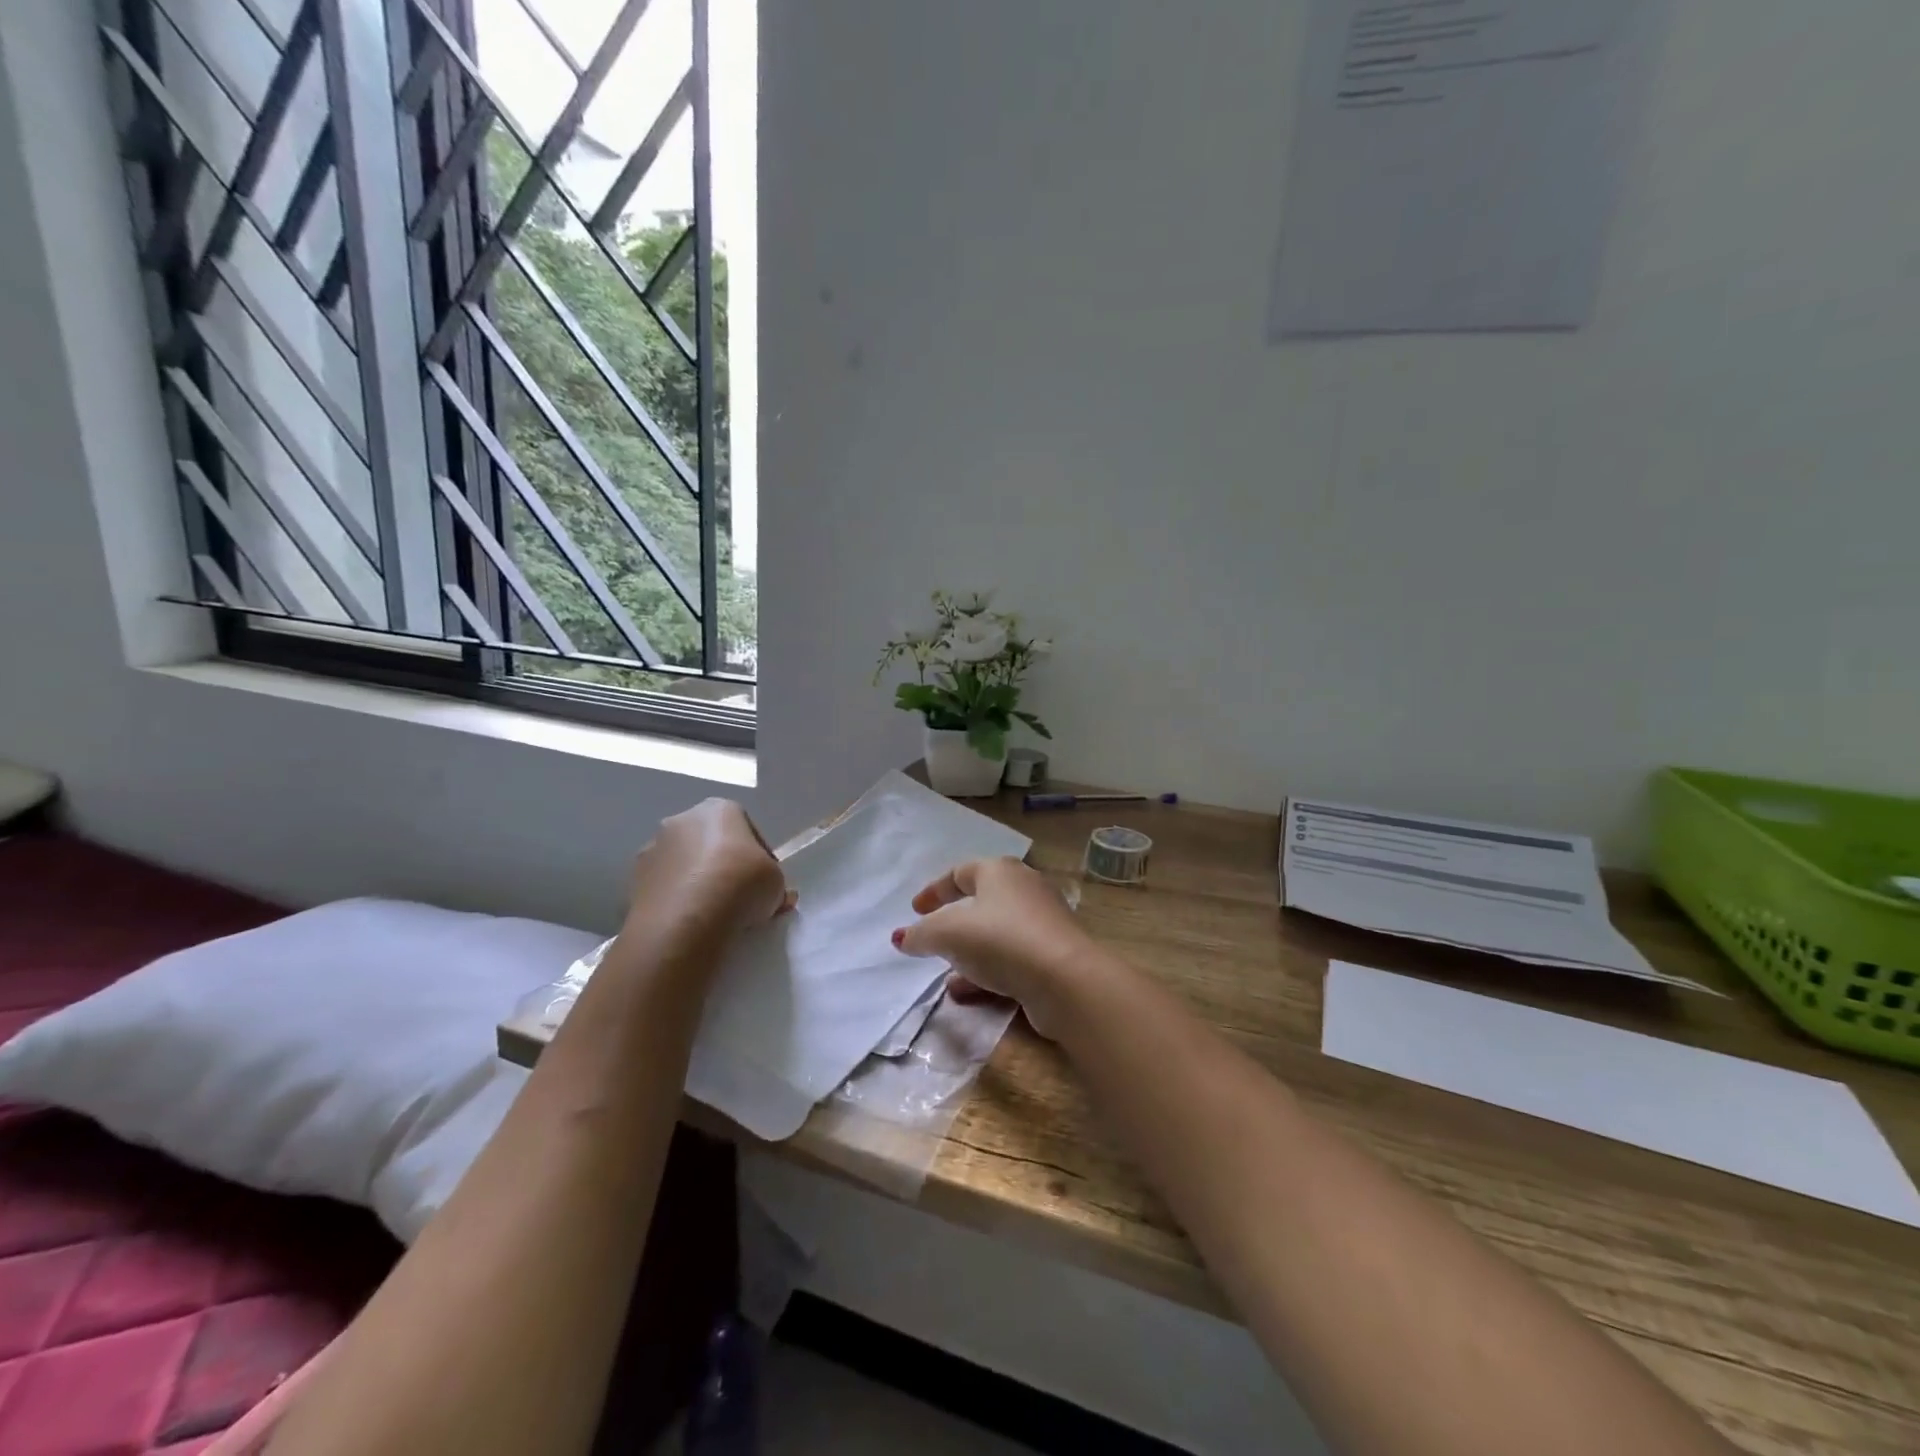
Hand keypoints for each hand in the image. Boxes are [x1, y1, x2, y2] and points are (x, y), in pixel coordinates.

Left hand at [625, 798, 792, 944]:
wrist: (687, 918)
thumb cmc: (741, 884)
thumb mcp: (777, 883)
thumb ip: (775, 884)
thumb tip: (776, 896)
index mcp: (720, 809)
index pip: (746, 830)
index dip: (759, 858)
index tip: (764, 882)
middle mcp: (682, 819)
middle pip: (711, 843)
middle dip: (725, 866)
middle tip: (740, 897)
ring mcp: (653, 848)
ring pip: (684, 865)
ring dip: (698, 882)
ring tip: (713, 915)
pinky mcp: (634, 880)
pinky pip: (665, 887)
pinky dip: (677, 900)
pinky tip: (690, 923)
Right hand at [891, 857, 1098, 1039]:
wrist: (1065, 979)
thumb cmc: (1000, 940)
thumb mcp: (948, 933)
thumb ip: (921, 934)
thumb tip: (903, 937)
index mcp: (1000, 871)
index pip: (960, 872)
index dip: (934, 890)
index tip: (915, 910)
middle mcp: (1025, 889)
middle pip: (982, 902)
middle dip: (954, 924)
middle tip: (933, 940)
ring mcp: (1043, 923)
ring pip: (997, 935)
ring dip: (970, 954)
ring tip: (947, 977)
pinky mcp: (1054, 956)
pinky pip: (1013, 959)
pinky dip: (989, 972)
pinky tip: (968, 995)